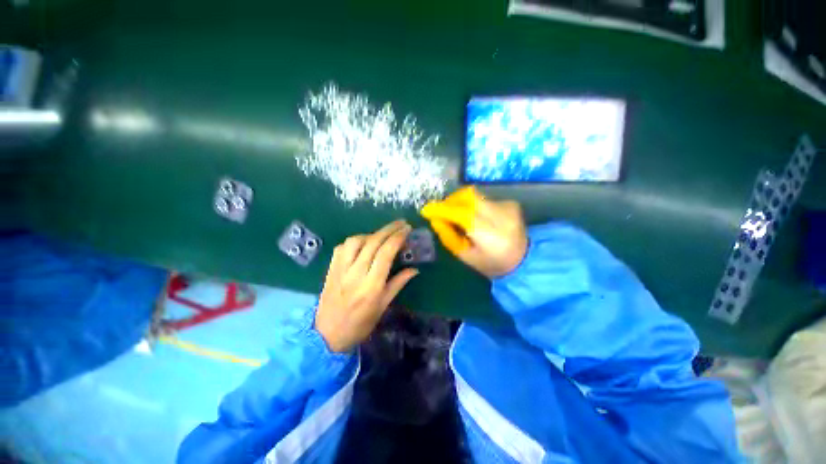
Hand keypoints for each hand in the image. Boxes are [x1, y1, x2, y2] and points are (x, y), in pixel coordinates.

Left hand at [315, 220, 418, 352]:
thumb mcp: (383, 306)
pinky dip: (355, 241)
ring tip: (381, 235)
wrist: (327, 335)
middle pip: (373, 242)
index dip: (398, 237)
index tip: (407, 229)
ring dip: (371, 234)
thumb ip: (398, 283)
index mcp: (371, 286)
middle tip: (400, 223)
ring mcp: (340, 270)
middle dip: (389, 229)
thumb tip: (414, 269)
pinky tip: (362, 243)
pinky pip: (342, 247)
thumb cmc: (360, 324)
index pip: (386, 253)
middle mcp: (355, 274)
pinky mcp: (330, 268)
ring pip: (355, 241)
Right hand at [420, 187, 527, 277]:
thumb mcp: (466, 257)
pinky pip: (482, 199)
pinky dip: (472, 205)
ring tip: (456, 216)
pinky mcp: (509, 203)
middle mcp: (502, 216)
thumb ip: (449, 237)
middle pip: (468, 197)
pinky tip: (473, 217)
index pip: (463, 214)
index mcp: (492, 236)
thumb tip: (435, 219)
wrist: (526, 260)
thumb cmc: (492, 264)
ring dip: (460, 203)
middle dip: (449, 201)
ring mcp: (508, 207)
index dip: (442, 210)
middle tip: (441, 212)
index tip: (426, 210)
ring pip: (474, 195)